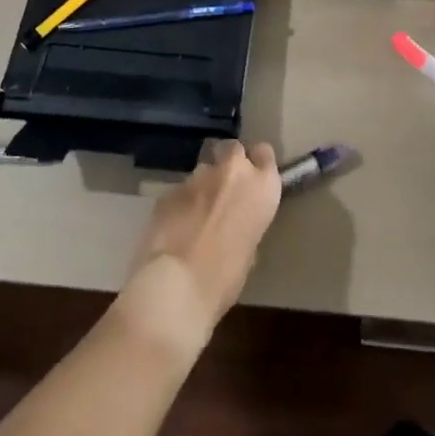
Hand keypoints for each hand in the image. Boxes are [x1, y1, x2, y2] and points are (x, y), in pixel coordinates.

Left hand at [119, 140, 281, 352]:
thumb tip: (234, 223)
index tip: (252, 177)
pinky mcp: (170, 189)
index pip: (264, 153)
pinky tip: (174, 227)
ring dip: (203, 186)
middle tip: (224, 190)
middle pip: (233, 149)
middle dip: (228, 163)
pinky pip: (180, 190)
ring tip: (195, 213)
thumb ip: (246, 223)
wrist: (177, 286)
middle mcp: (233, 172)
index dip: (256, 163)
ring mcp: (198, 176)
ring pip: (203, 169)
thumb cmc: (226, 278)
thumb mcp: (250, 250)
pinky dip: (180, 203)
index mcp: (262, 187)